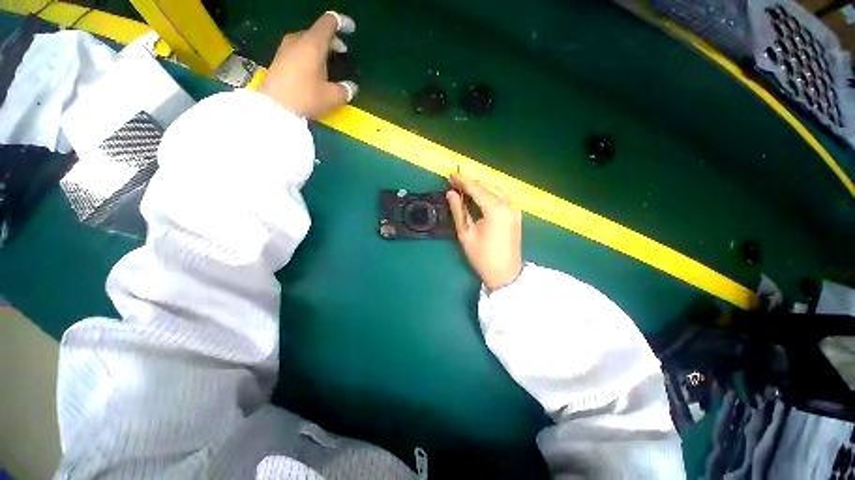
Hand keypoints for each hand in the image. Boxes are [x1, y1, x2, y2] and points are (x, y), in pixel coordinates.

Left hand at [260, 12, 357, 117]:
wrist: (274, 107)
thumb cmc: (306, 97)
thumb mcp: (332, 97)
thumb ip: (345, 90)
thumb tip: (352, 87)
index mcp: (313, 43)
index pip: (329, 22)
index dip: (342, 23)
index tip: (352, 29)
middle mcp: (298, 40)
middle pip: (318, 31)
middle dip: (332, 40)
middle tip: (343, 52)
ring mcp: (286, 48)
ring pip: (308, 40)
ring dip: (321, 48)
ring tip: (330, 62)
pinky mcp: (279, 59)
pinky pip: (299, 49)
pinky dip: (310, 54)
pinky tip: (315, 69)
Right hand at [447, 173, 522, 290]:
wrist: (505, 274)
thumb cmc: (482, 257)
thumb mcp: (466, 234)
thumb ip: (458, 211)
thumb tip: (451, 194)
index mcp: (496, 210)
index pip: (477, 189)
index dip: (463, 181)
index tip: (451, 175)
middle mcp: (508, 206)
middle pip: (487, 187)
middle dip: (470, 183)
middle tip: (454, 182)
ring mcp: (514, 210)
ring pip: (495, 191)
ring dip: (479, 188)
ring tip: (463, 189)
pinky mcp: (516, 215)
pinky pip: (501, 199)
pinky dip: (488, 195)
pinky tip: (478, 198)